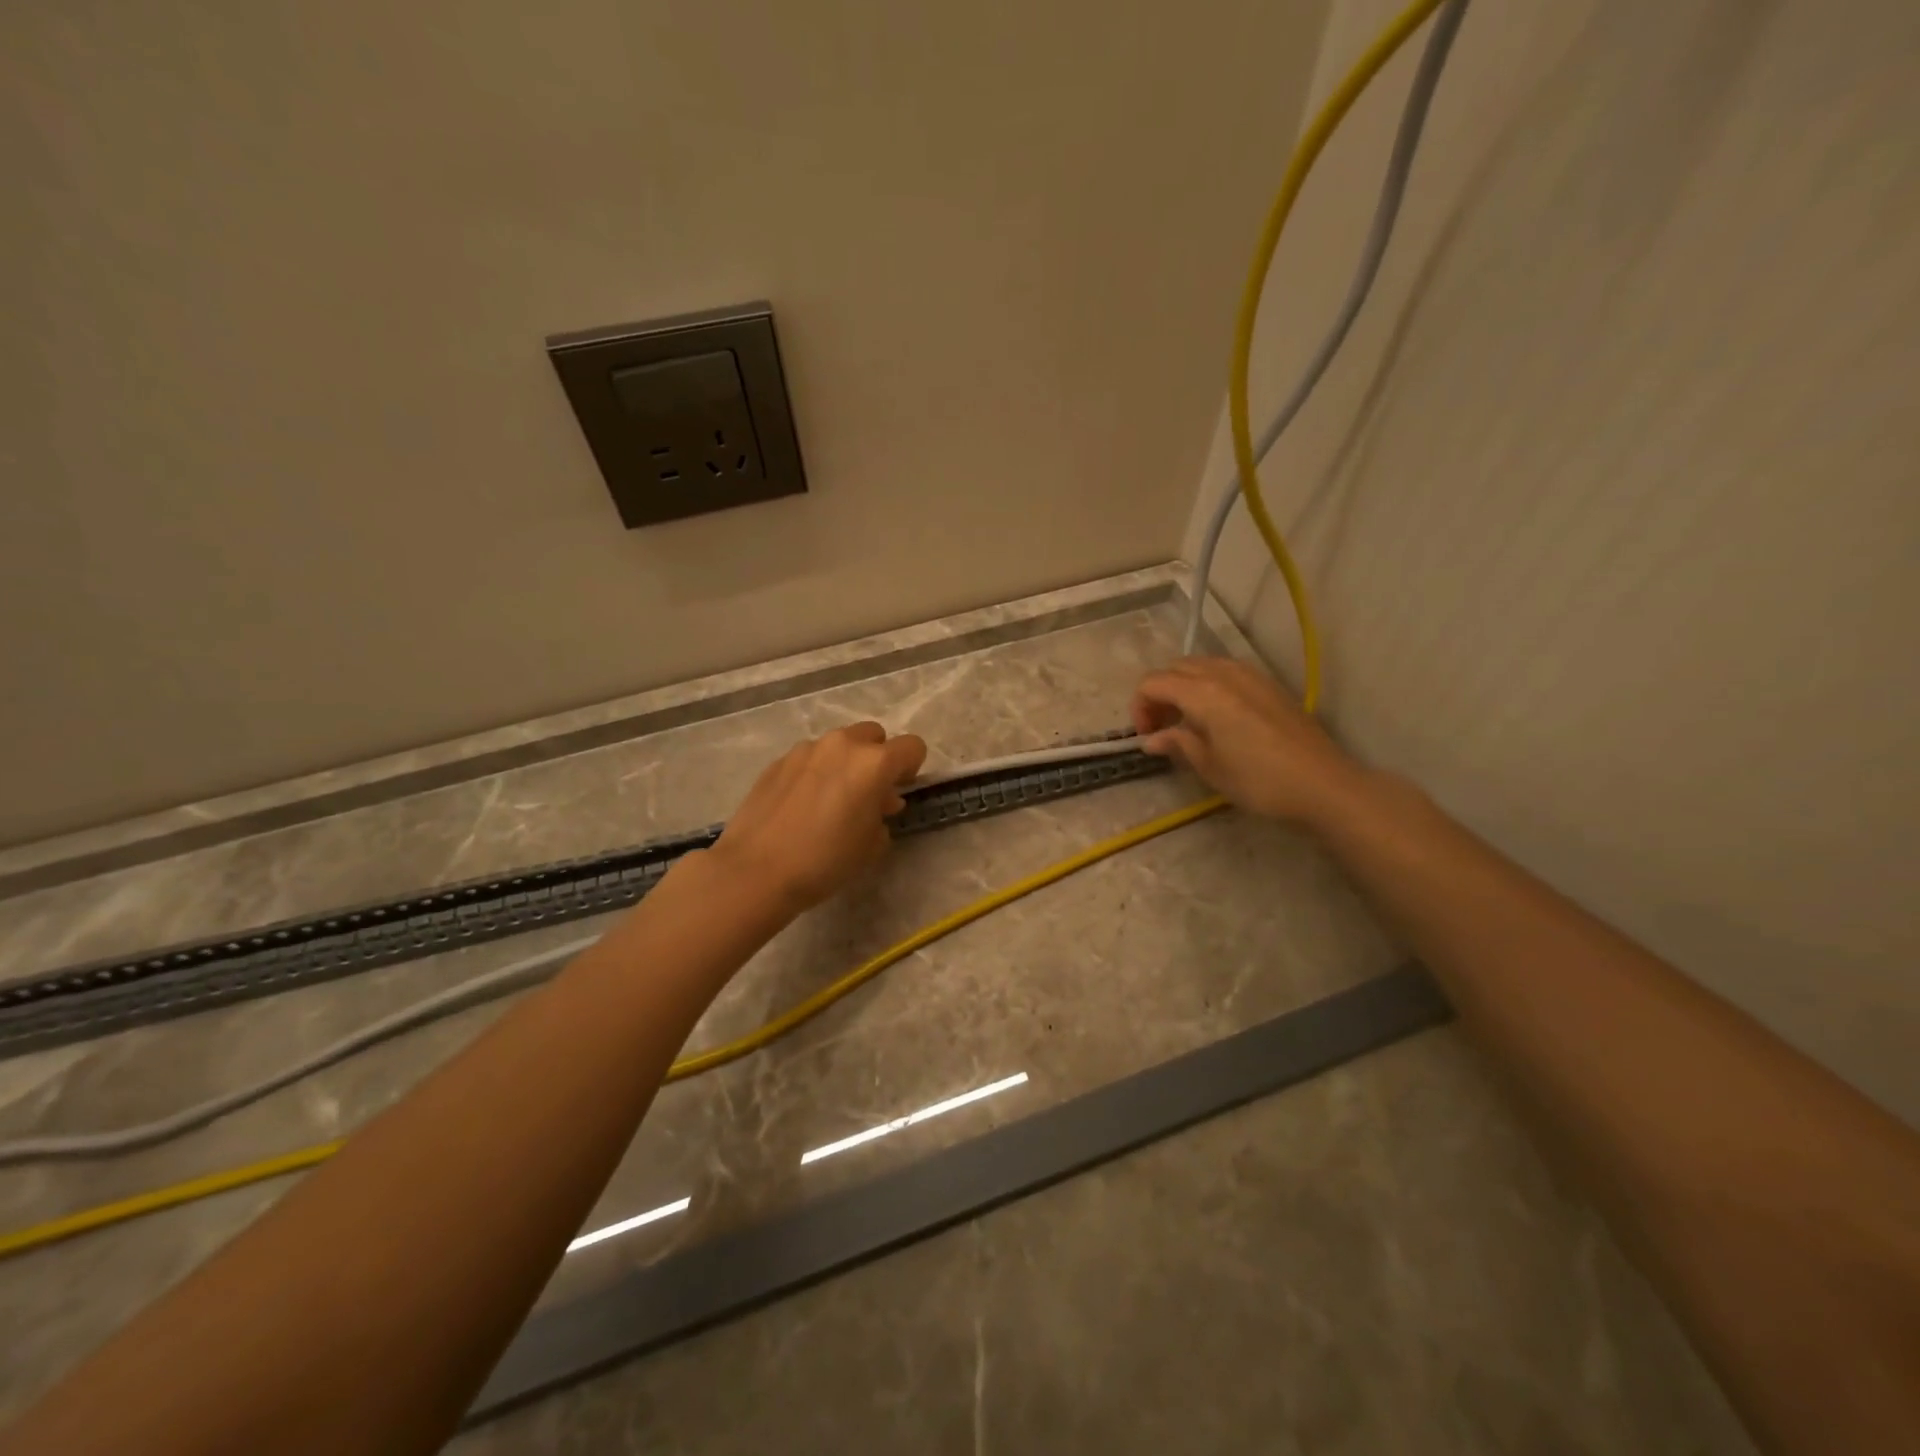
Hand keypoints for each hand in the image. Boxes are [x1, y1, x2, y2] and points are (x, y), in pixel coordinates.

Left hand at [709, 721, 927, 913]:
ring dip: (845, 763)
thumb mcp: (871, 846)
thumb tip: (879, 803)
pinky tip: (802, 805)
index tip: (900, 790)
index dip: (912, 768)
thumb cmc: (825, 860)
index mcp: (874, 763)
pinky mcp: (778, 761)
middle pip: (874, 735)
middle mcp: (842, 745)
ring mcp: (806, 749)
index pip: (912, 747)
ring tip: (832, 800)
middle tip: (868, 793)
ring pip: (839, 744)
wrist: (756, 870)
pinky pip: (810, 758)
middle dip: (878, 759)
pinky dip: (816, 772)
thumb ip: (883, 816)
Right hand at [1130, 657, 1361, 824]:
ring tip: (1188, 721)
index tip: (1146, 736)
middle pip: (1175, 668)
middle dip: (1159, 694)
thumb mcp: (1209, 767)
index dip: (1140, 707)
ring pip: (1201, 666)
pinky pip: (1225, 672)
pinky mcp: (1268, 683)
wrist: (1322, 783)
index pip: (1153, 683)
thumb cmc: (1258, 779)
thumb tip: (1152, 739)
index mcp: (1202, 692)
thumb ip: (1177, 744)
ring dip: (1184, 687)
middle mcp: (1223, 673)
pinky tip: (1218, 717)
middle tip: (1162, 728)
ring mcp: (1249, 674)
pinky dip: (1209, 686)